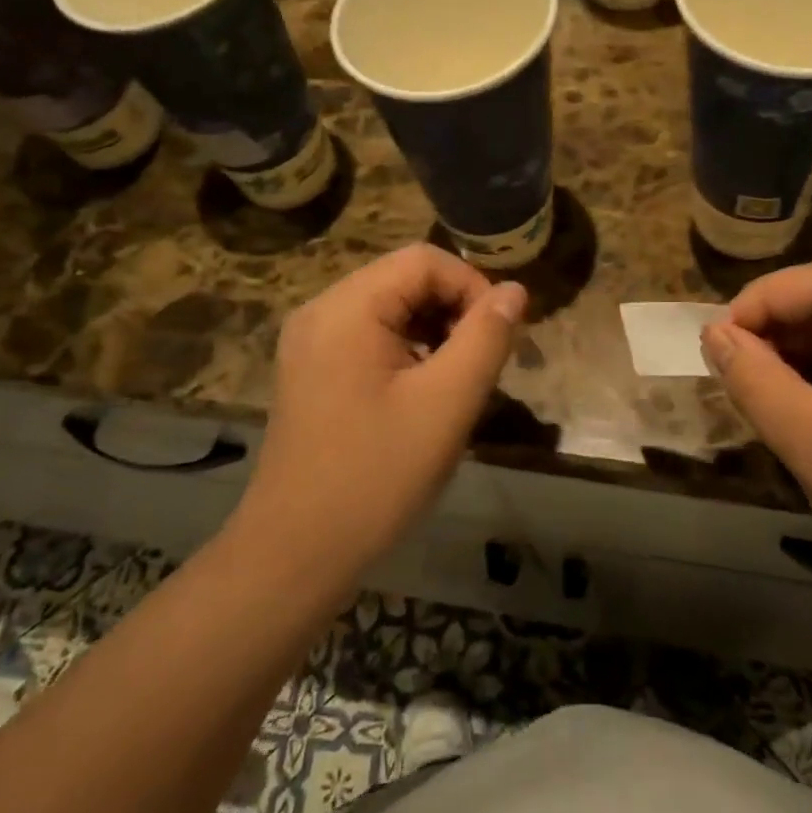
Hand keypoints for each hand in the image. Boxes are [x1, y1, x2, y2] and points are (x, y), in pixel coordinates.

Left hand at [246, 245, 526, 578]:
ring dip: (434, 331)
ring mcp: (310, 342)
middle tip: (482, 363)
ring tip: (458, 380)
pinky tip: (423, 394)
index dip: (473, 286)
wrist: (297, 552)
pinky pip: (370, 337)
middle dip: (454, 310)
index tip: (501, 337)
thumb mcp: (447, 403)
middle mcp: (321, 311)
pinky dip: (407, 351)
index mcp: (346, 308)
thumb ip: (486, 338)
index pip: (424, 260)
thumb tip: (515, 291)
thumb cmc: (377, 475)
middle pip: (404, 280)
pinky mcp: (311, 370)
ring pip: (390, 309)